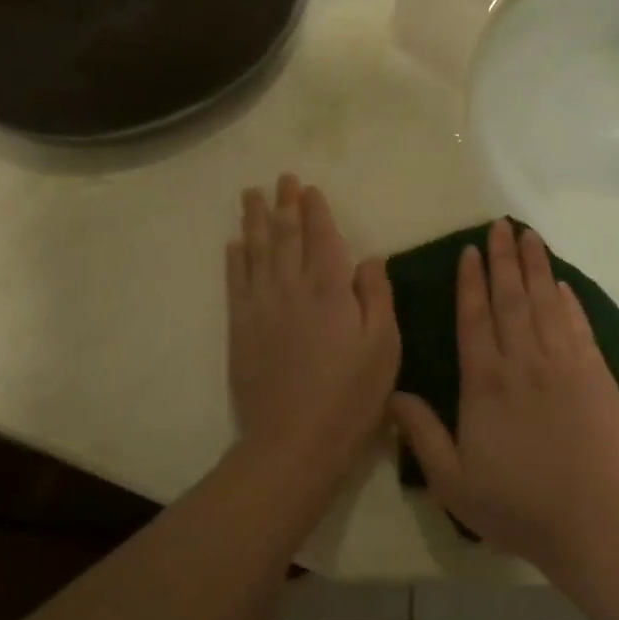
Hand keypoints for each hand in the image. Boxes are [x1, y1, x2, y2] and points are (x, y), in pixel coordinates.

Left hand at [226, 175, 399, 482]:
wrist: (294, 440)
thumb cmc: (350, 396)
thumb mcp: (384, 346)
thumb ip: (377, 296)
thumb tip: (369, 257)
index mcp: (329, 289)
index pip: (320, 237)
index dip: (315, 210)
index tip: (308, 188)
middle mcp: (290, 288)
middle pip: (285, 236)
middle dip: (284, 205)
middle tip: (279, 179)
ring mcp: (260, 307)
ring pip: (256, 252)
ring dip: (255, 221)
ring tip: (251, 196)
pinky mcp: (240, 328)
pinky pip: (235, 283)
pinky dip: (235, 260)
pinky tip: (234, 244)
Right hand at [389, 220, 618, 568]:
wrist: (591, 521)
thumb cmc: (516, 504)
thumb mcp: (452, 480)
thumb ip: (422, 434)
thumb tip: (393, 394)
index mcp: (485, 383)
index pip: (475, 319)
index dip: (470, 283)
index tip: (469, 251)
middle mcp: (523, 362)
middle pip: (511, 299)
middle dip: (503, 260)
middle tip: (499, 225)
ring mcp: (564, 365)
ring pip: (545, 304)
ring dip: (536, 268)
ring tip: (529, 237)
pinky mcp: (596, 375)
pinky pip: (579, 327)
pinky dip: (569, 302)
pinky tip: (562, 284)